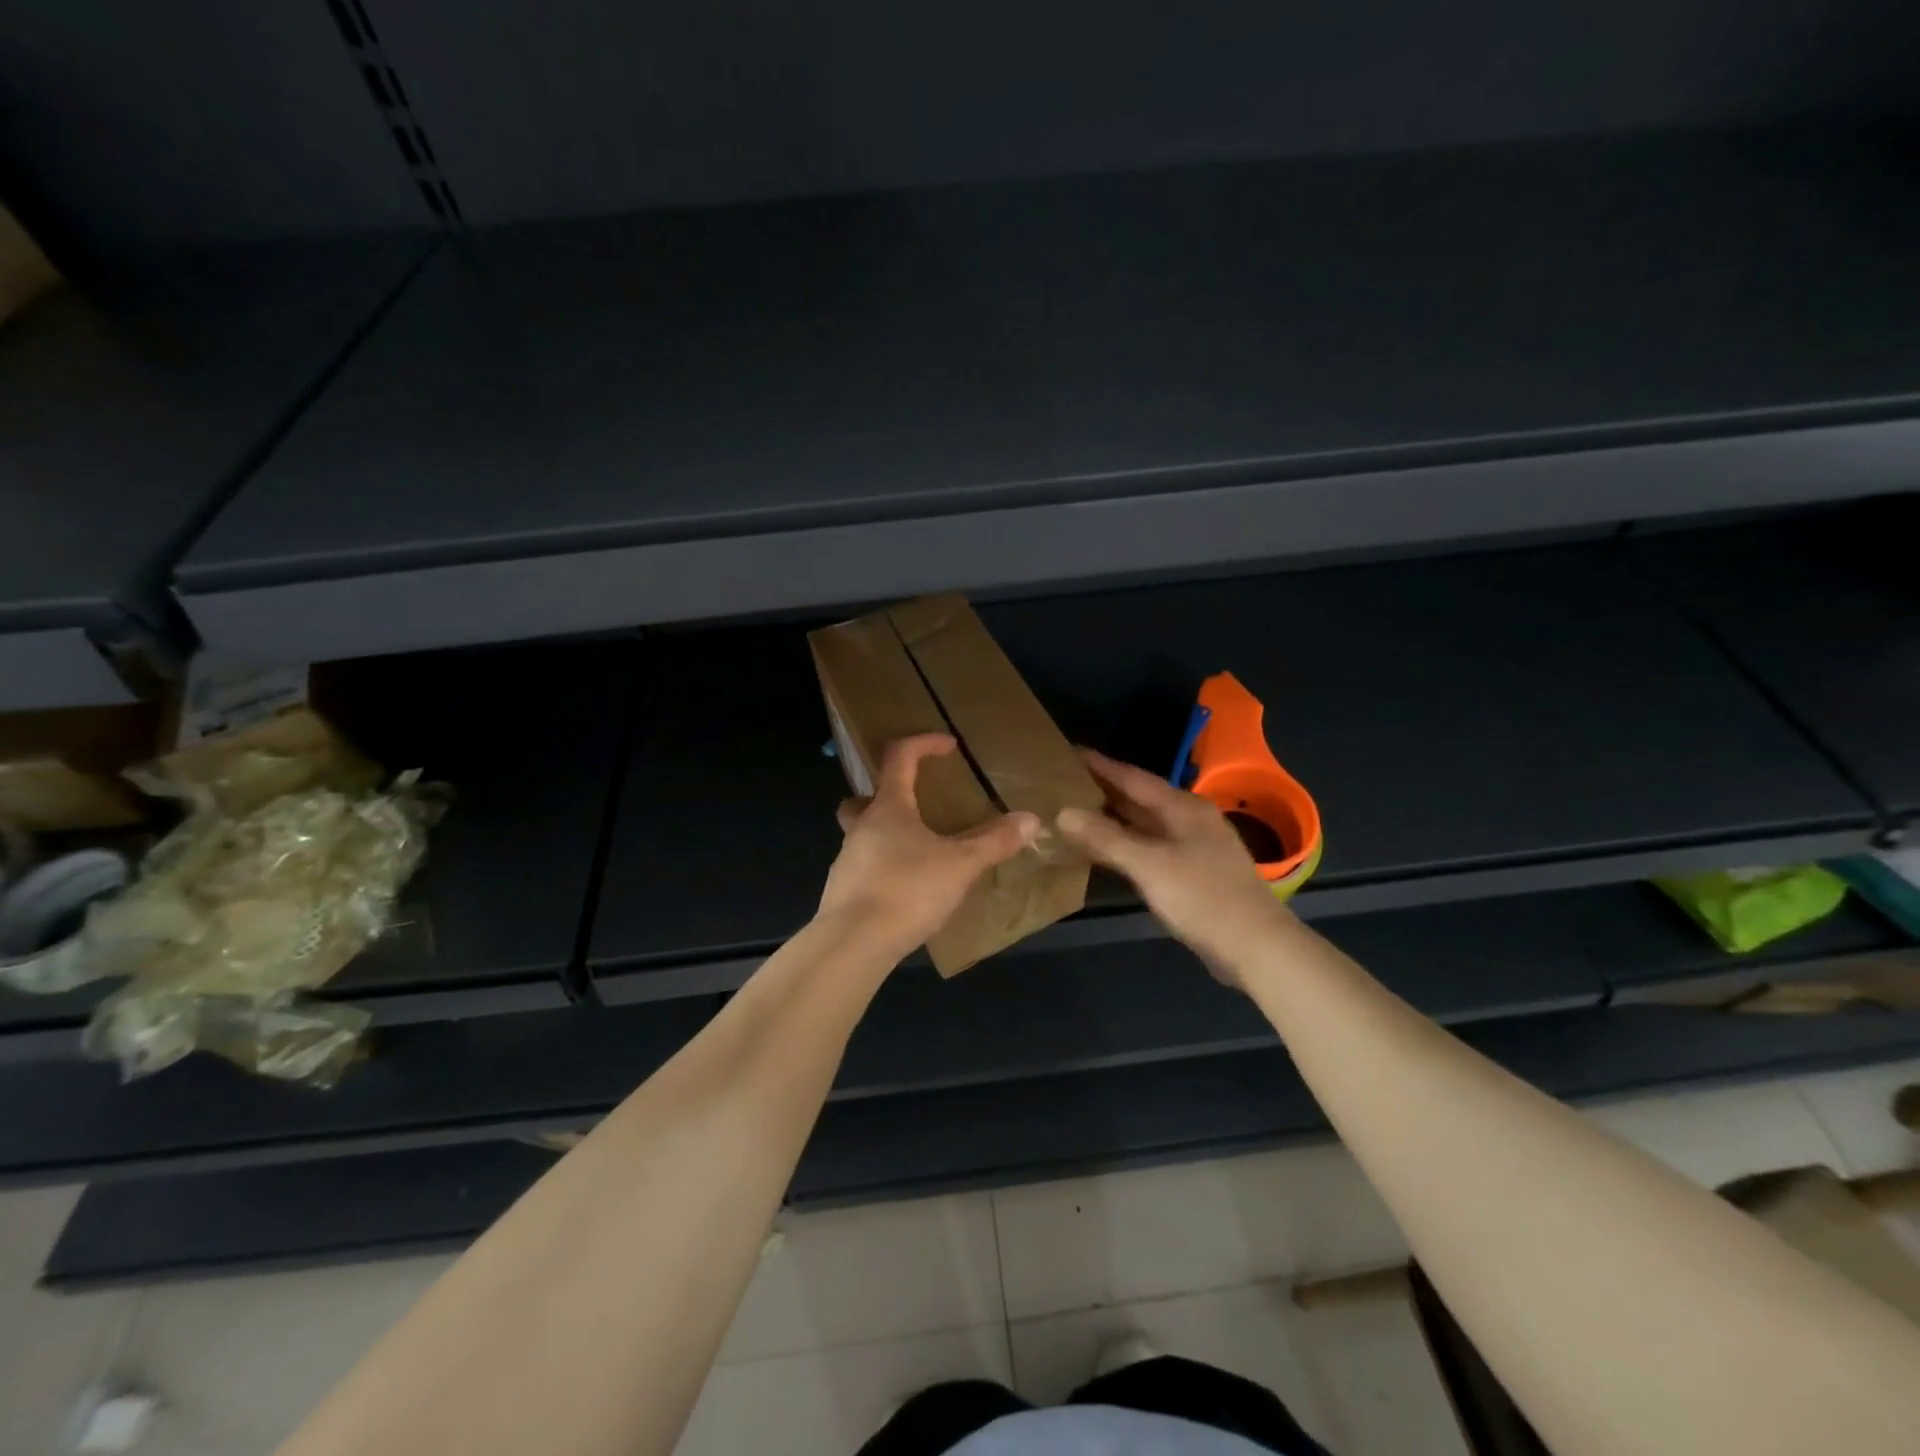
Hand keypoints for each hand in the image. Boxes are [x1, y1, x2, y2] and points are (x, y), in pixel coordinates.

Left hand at [820, 734, 1039, 953]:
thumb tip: (1031, 820)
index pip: (899, 757)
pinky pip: (865, 868)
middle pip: (866, 798)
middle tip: (916, 806)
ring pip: (864, 835)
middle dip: (889, 795)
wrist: (853, 944)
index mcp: (888, 809)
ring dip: (888, 836)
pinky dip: (884, 870)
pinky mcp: (843, 892)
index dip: (923, 743)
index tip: (949, 746)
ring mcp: (847, 861)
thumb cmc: (907, 891)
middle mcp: (861, 827)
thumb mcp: (960, 865)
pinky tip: (907, 891)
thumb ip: (994, 842)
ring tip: (921, 855)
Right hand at [1057, 749, 1293, 984]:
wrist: (1255, 946)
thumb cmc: (1202, 897)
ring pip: (1143, 824)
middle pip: (1138, 798)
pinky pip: (1149, 847)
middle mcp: (1189, 819)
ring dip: (1111, 820)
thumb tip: (1063, 812)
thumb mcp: (1149, 865)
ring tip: (1072, 814)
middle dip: (1102, 791)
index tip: (1067, 753)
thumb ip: (1106, 837)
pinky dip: (1124, 845)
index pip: (1133, 777)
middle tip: (1061, 785)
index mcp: (1183, 807)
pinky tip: (1102, 852)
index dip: (1099, 765)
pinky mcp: (1192, 872)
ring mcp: (1193, 847)